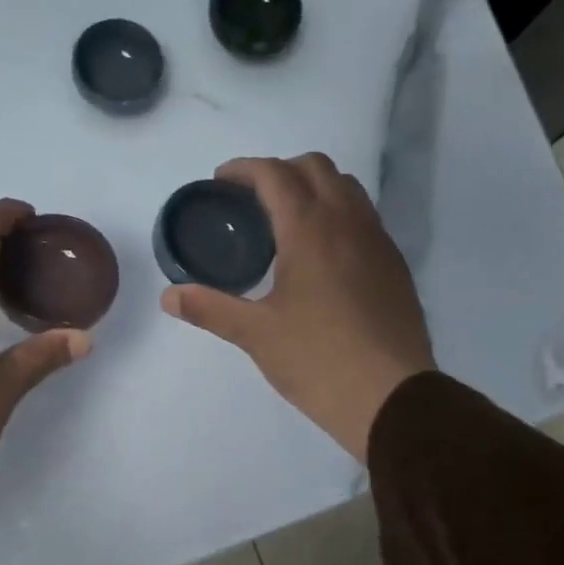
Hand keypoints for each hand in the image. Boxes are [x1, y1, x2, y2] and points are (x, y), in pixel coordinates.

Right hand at [161, 154, 432, 462]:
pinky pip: (364, 217)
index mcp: (310, 229)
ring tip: (286, 221)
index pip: (274, 175)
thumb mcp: (255, 334)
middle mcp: (348, 222)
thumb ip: (209, 308)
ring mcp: (378, 241)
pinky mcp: (394, 265)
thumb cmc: (317, 360)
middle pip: (315, 167)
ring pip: (346, 188)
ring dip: (313, 187)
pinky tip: (322, 254)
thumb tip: (169, 296)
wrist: (390, 396)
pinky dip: (337, 214)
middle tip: (250, 200)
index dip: (243, 169)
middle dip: (279, 171)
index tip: (220, 182)